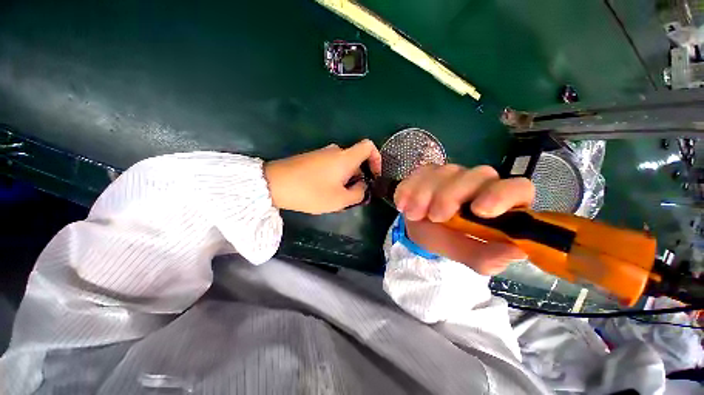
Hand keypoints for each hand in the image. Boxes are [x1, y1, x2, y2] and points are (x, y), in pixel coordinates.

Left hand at [264, 140, 380, 213]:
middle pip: (356, 159)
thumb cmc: (311, 192)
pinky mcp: (311, 158)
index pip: (369, 146)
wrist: (274, 184)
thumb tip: (362, 186)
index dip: (377, 158)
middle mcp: (335, 151)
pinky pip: (331, 166)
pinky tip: (324, 191)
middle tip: (353, 195)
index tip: (374, 175)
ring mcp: (322, 154)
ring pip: (343, 165)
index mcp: (345, 157)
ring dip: (346, 179)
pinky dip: (334, 177)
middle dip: (359, 177)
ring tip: (337, 197)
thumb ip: (358, 193)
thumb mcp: (339, 199)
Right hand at [394, 164, 534, 274]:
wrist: (422, 230)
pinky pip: (419, 173)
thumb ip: (487, 256)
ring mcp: (452, 174)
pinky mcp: (428, 172)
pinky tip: (402, 204)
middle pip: (476, 175)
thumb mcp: (468, 256)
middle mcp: (479, 183)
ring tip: (412, 215)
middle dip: (451, 196)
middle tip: (434, 217)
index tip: (478, 211)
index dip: (501, 195)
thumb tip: (516, 250)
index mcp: (499, 203)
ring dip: (425, 194)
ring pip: (444, 172)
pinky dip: (409, 188)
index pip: (517, 188)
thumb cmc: (450, 241)